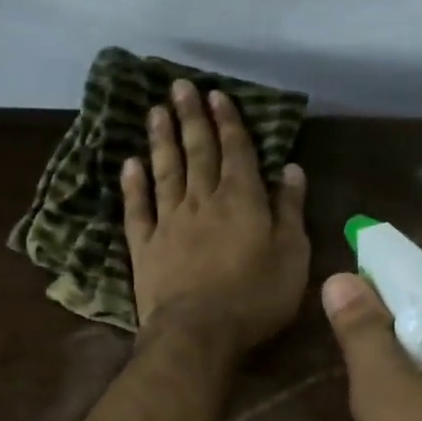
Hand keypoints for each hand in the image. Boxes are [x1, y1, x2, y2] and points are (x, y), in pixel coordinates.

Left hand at [124, 79, 308, 353]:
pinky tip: (130, 164)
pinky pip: (137, 209)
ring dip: (161, 140)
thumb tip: (291, 169)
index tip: (216, 95)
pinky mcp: (144, 247)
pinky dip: (133, 185)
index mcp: (241, 200)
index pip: (235, 151)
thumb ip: (290, 210)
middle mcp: (202, 201)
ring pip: (165, 171)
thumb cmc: (254, 298)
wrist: (197, 333)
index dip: (227, 121)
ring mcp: (169, 222)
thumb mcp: (291, 255)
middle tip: (179, 87)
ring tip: (155, 112)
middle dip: (190, 117)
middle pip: (196, 151)